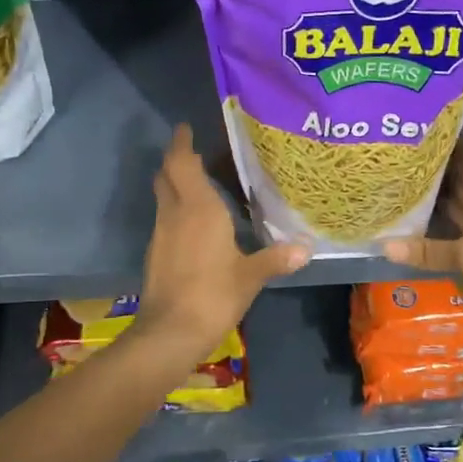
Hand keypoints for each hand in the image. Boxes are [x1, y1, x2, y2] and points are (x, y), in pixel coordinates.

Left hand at [136, 124, 309, 361]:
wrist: (170, 333)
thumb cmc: (213, 295)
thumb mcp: (251, 276)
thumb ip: (277, 258)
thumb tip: (306, 248)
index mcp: (198, 209)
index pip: (182, 164)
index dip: (181, 144)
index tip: (185, 128)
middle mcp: (174, 214)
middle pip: (167, 175)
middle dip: (176, 159)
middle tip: (194, 150)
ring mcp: (161, 234)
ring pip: (164, 197)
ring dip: (175, 184)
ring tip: (200, 182)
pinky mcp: (156, 254)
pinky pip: (165, 218)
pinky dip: (176, 209)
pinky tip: (194, 222)